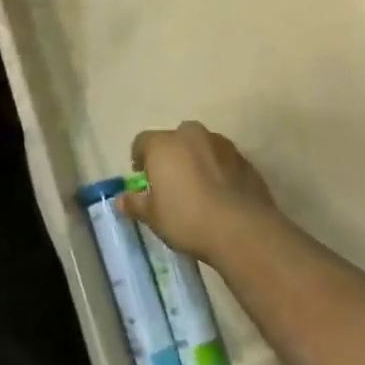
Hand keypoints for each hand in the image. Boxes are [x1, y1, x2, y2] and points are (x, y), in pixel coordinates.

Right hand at [119, 121, 277, 265]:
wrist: (242, 229)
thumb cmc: (188, 219)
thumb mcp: (154, 218)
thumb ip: (135, 204)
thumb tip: (120, 200)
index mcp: (164, 145)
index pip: (142, 141)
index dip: (139, 158)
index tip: (142, 177)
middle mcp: (191, 135)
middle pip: (175, 138)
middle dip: (170, 155)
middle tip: (170, 181)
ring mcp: (221, 144)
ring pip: (201, 145)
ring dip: (196, 159)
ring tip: (197, 187)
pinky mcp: (243, 158)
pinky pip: (222, 158)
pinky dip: (218, 169)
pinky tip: (219, 192)